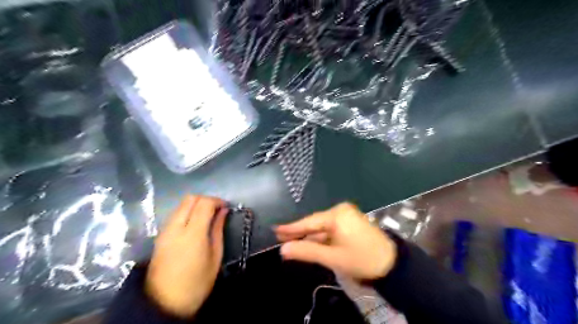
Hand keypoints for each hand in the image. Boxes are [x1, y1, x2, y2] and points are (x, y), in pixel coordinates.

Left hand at [146, 197, 228, 317]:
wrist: (164, 302)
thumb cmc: (197, 282)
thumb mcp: (215, 256)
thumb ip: (218, 229)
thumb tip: (223, 211)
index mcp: (193, 233)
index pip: (204, 203)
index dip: (217, 201)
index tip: (225, 207)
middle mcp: (176, 227)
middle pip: (190, 198)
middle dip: (206, 199)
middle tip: (217, 210)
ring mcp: (165, 230)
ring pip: (181, 204)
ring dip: (196, 204)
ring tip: (207, 216)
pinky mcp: (160, 235)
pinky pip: (175, 214)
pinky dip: (187, 211)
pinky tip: (195, 223)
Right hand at [275, 203, 397, 280]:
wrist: (392, 264)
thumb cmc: (361, 260)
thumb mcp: (332, 257)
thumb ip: (306, 252)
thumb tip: (283, 250)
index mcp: (337, 215)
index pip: (309, 222)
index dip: (291, 228)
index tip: (275, 229)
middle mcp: (341, 211)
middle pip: (315, 223)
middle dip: (299, 232)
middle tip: (280, 237)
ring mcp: (347, 216)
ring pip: (322, 227)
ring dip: (309, 236)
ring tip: (291, 242)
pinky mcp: (351, 223)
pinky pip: (330, 229)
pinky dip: (320, 237)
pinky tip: (310, 242)